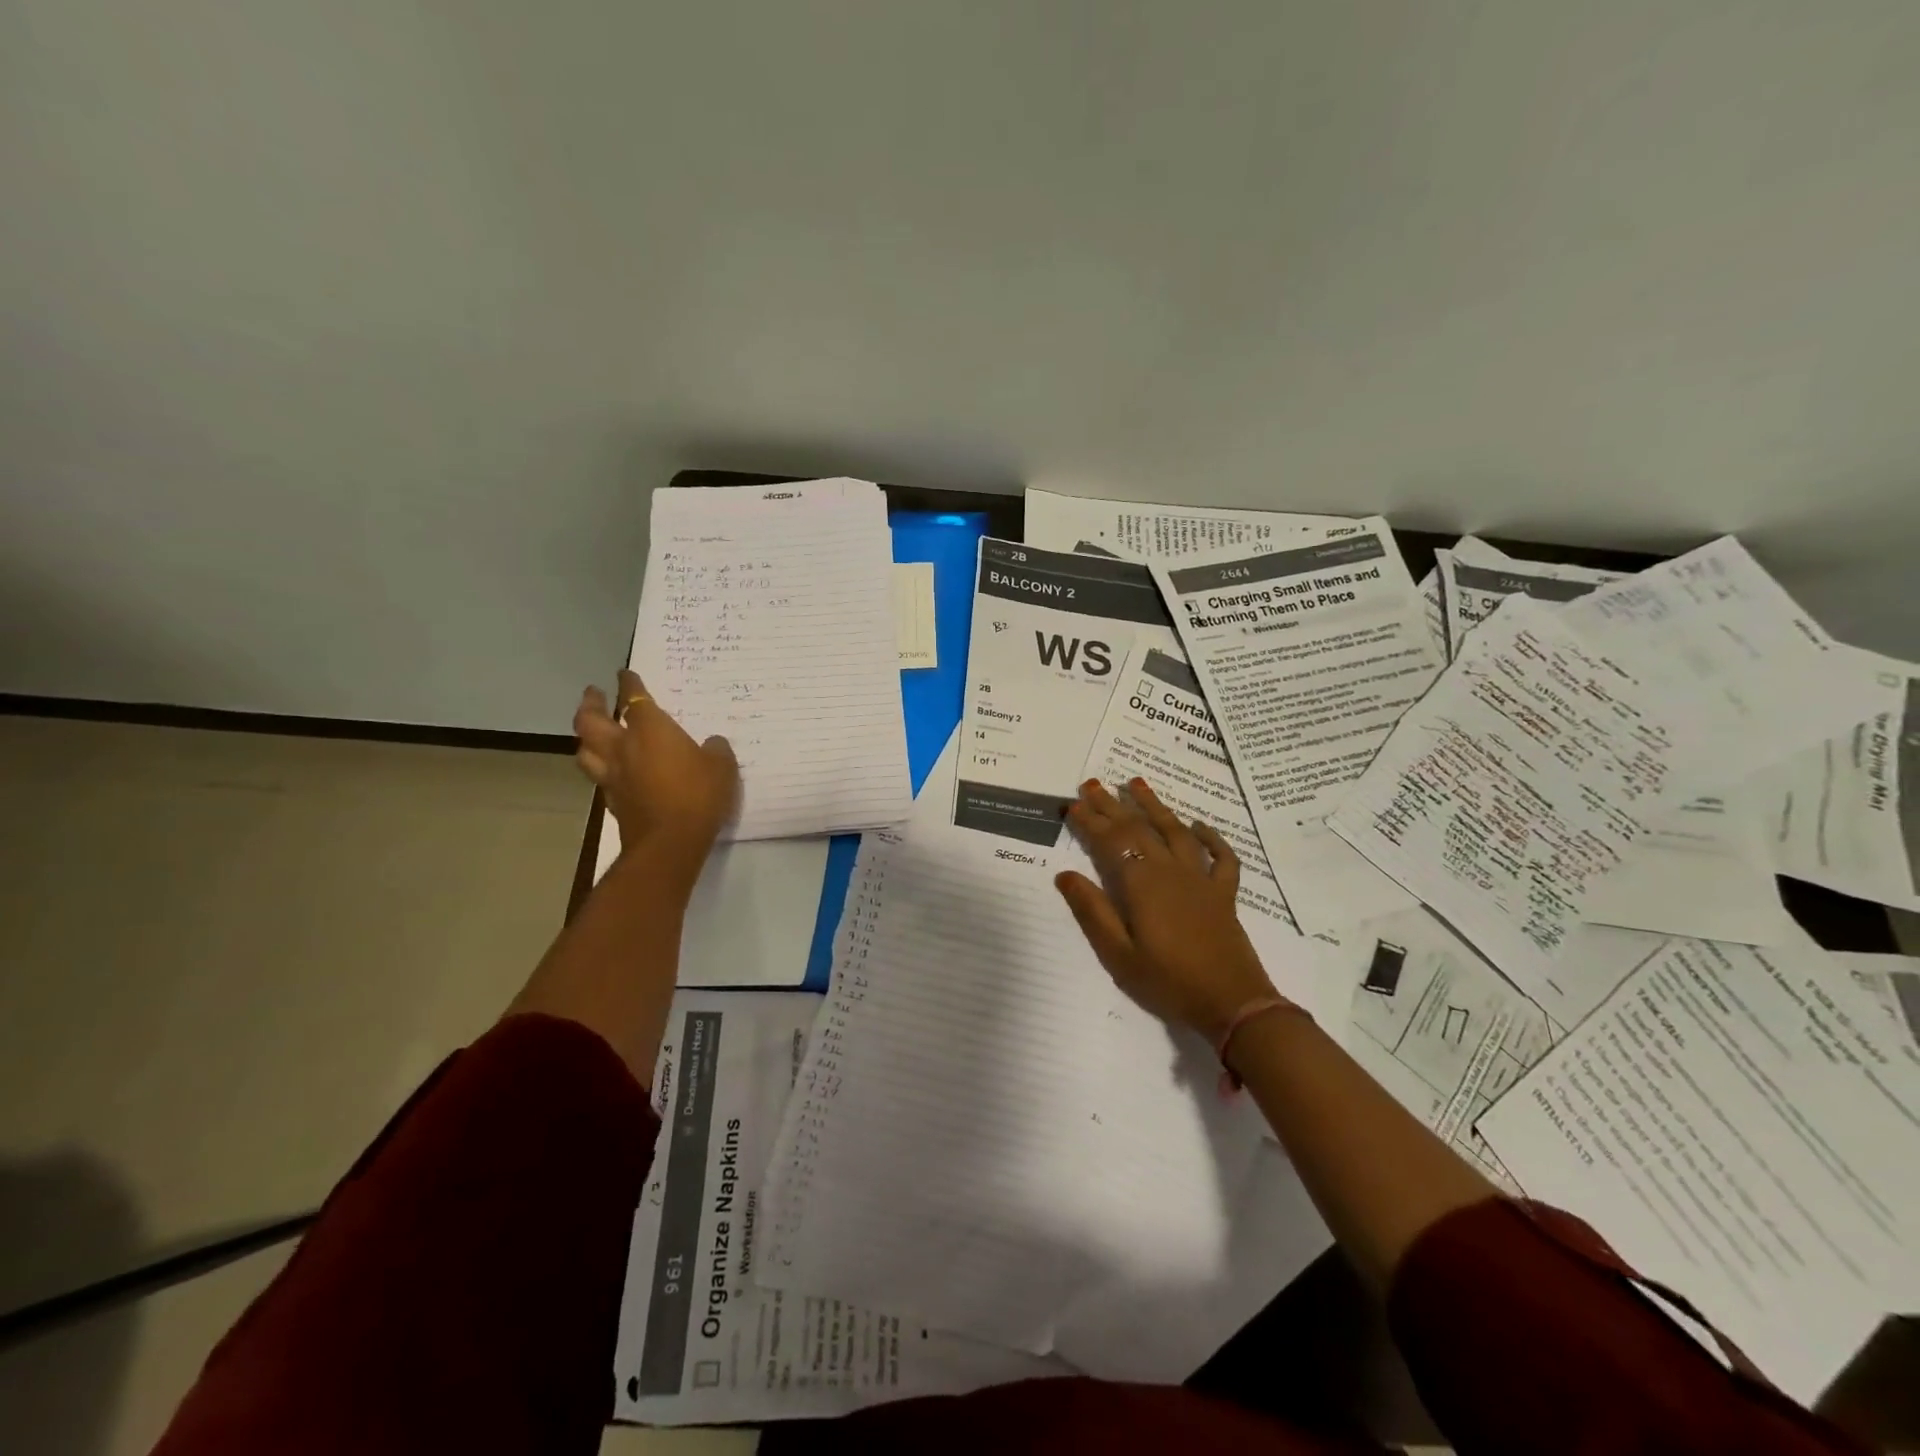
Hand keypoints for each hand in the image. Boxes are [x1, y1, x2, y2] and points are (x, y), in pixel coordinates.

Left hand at [573, 670, 739, 868]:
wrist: (669, 842)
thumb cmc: (697, 795)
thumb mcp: (721, 767)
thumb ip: (715, 750)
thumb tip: (711, 743)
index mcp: (650, 730)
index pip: (634, 698)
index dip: (629, 683)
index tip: (625, 673)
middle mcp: (623, 747)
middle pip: (591, 720)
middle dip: (591, 703)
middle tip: (595, 694)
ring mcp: (612, 776)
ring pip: (584, 750)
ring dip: (586, 737)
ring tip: (593, 731)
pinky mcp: (612, 801)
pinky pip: (598, 776)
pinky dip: (600, 766)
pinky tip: (610, 769)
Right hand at [1056, 777, 1281, 1039]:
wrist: (1232, 1004)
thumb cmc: (1168, 982)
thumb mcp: (1119, 954)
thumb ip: (1093, 911)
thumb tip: (1065, 874)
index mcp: (1142, 885)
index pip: (1111, 842)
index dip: (1090, 821)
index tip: (1073, 805)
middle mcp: (1171, 871)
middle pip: (1139, 829)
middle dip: (1113, 805)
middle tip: (1092, 783)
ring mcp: (1201, 880)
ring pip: (1176, 832)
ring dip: (1155, 806)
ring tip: (1137, 783)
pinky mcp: (1224, 894)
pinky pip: (1221, 857)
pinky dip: (1211, 838)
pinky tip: (1199, 826)